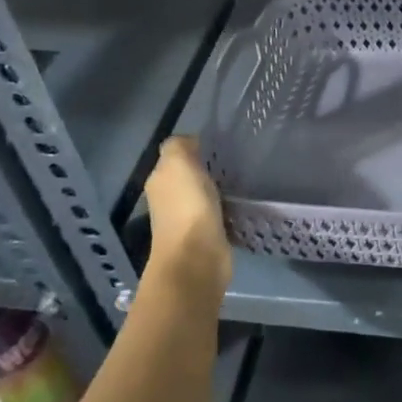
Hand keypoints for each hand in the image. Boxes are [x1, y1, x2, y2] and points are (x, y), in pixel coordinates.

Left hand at [144, 136, 230, 286]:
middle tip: (235, 160)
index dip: (195, 148)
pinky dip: (227, 208)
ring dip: (218, 189)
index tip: (220, 145)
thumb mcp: (178, 163)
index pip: (175, 156)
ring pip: (204, 195)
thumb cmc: (188, 207)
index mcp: (160, 180)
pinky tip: (241, 203)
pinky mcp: (206, 236)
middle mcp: (168, 199)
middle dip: (208, 169)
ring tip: (241, 179)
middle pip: (189, 176)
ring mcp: (186, 220)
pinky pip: (217, 214)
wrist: (197, 258)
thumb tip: (190, 142)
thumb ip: (179, 146)